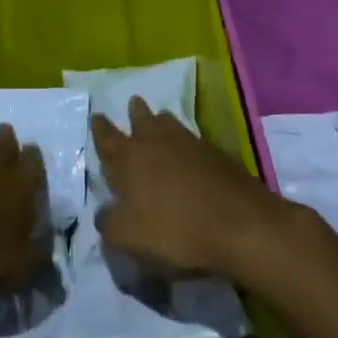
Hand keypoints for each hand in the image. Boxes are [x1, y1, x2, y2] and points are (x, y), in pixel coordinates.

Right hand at [91, 99, 298, 282]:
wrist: (240, 225)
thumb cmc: (175, 230)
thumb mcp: (128, 236)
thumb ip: (109, 222)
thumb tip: (104, 212)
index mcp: (131, 159)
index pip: (108, 139)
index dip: (101, 129)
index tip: (97, 116)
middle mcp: (159, 144)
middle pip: (143, 121)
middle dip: (135, 113)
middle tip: (133, 102)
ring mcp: (193, 146)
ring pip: (172, 126)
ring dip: (162, 120)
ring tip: (160, 117)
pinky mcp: (220, 156)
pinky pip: (195, 141)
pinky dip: (187, 142)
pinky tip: (190, 149)